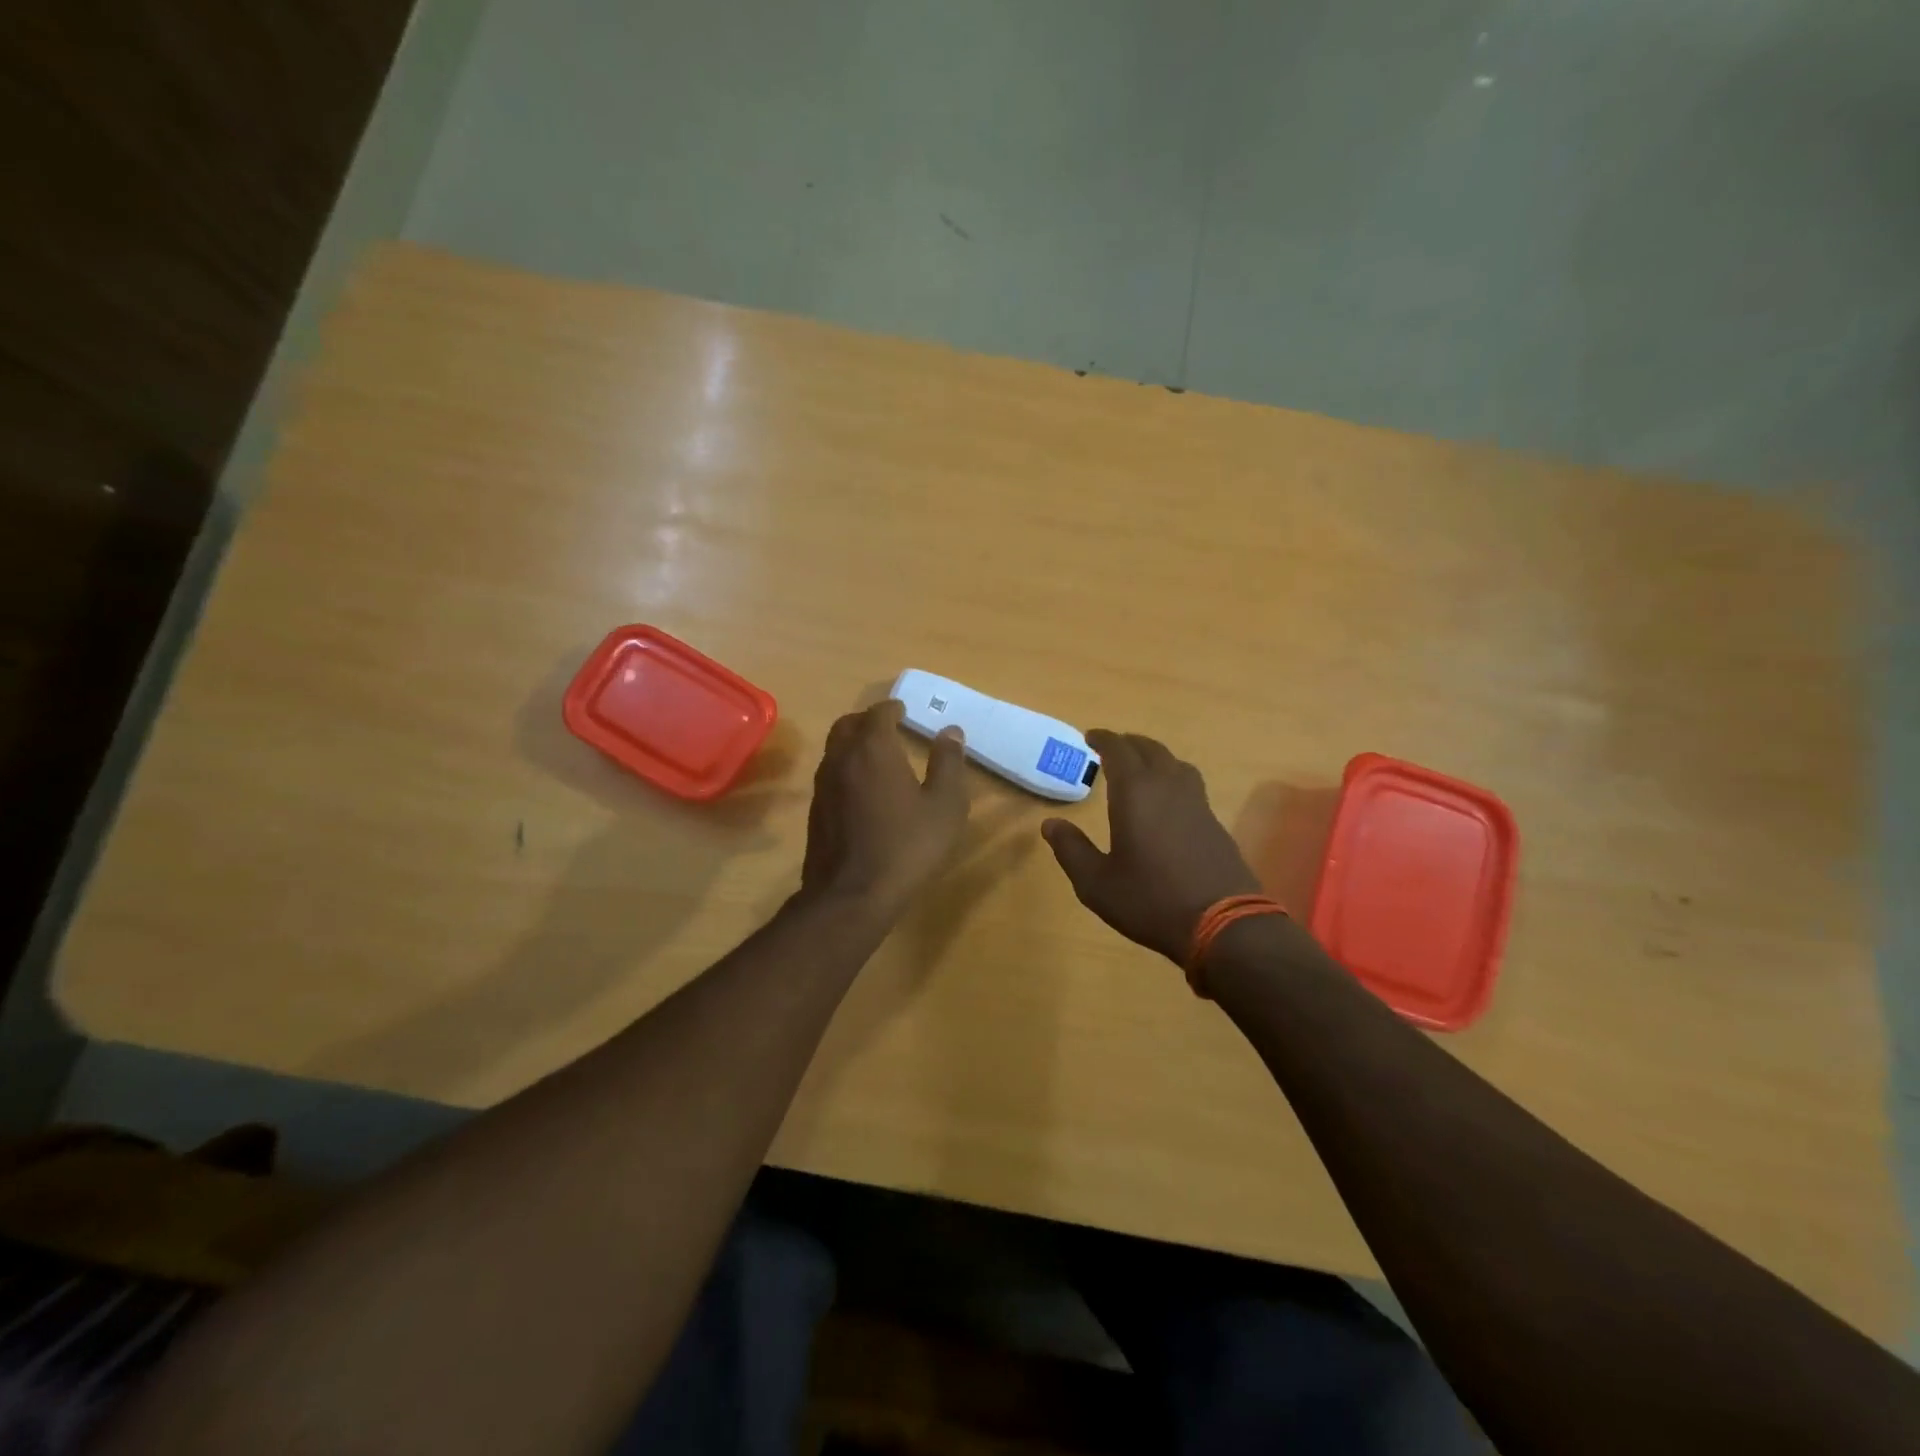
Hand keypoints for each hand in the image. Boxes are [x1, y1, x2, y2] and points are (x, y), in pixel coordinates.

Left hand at [800, 700, 970, 915]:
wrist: (852, 895)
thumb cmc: (907, 846)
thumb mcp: (944, 806)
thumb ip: (948, 764)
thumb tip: (950, 731)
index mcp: (873, 749)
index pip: (878, 713)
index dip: (892, 708)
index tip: (903, 710)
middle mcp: (841, 758)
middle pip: (848, 725)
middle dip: (867, 721)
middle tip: (888, 727)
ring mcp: (823, 785)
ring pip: (834, 749)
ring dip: (853, 743)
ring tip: (876, 756)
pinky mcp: (815, 811)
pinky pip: (830, 774)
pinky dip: (845, 768)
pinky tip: (862, 790)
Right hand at [1042, 731, 1260, 963]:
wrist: (1223, 925)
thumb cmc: (1150, 900)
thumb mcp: (1096, 883)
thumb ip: (1071, 849)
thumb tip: (1050, 824)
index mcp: (1135, 793)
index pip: (1118, 750)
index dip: (1103, 739)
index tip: (1090, 736)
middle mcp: (1168, 787)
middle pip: (1150, 749)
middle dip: (1129, 743)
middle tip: (1112, 747)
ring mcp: (1197, 804)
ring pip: (1175, 764)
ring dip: (1155, 757)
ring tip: (1141, 767)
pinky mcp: (1215, 823)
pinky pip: (1190, 785)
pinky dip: (1173, 779)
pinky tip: (1168, 801)